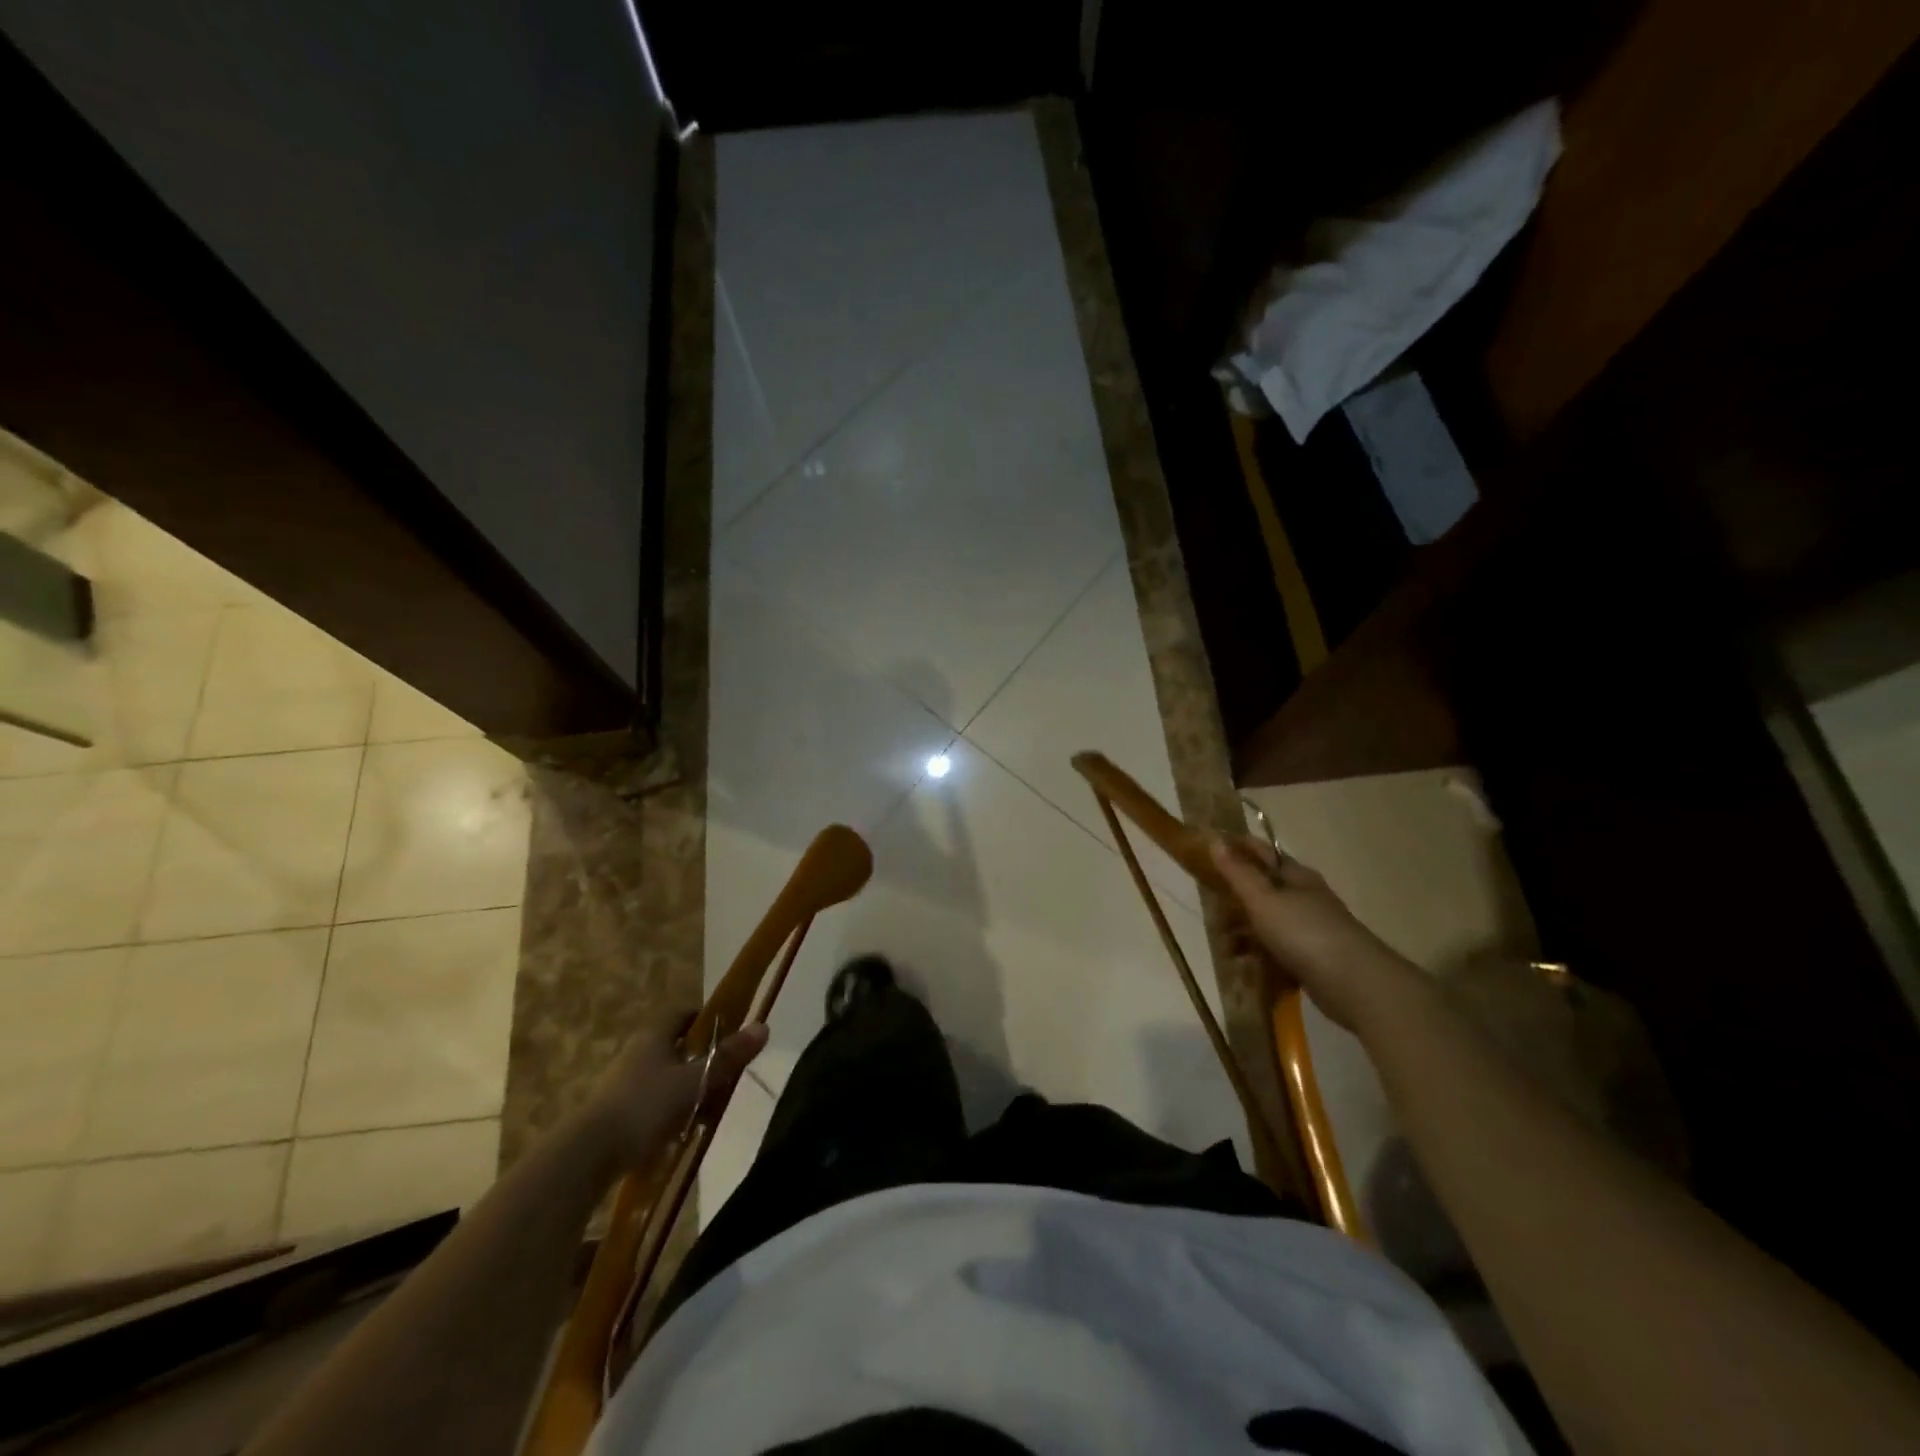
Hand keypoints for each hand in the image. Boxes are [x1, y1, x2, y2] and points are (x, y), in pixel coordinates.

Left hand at [578, 1013, 768, 1167]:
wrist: (586, 1156)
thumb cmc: (644, 1107)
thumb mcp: (694, 1081)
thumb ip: (728, 1057)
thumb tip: (764, 1026)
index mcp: (654, 1036)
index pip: (683, 1014)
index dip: (706, 1018)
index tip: (729, 1031)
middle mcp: (636, 1053)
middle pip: (675, 1046)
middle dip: (701, 1057)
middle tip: (726, 1073)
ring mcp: (622, 1084)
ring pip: (664, 1076)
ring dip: (686, 1087)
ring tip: (710, 1107)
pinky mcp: (615, 1114)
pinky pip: (652, 1103)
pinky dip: (670, 1111)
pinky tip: (683, 1131)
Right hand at [1209, 834, 1427, 1032]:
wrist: (1355, 985)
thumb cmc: (1304, 933)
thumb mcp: (1263, 899)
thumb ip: (1238, 872)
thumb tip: (1216, 840)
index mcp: (1296, 876)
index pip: (1261, 852)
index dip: (1235, 850)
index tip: (1204, 857)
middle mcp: (1304, 897)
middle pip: (1262, 889)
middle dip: (1234, 900)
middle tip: (1211, 913)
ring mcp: (1310, 929)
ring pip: (1268, 921)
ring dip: (1244, 932)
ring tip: (1226, 948)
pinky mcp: (1312, 958)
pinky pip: (1277, 949)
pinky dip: (1259, 955)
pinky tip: (1245, 967)